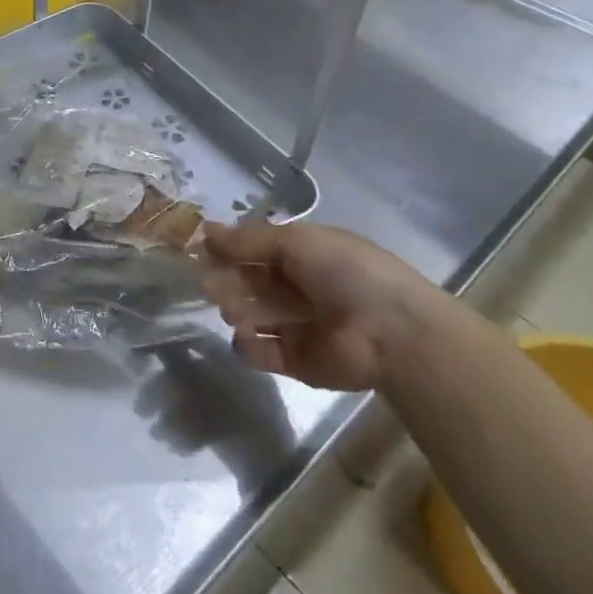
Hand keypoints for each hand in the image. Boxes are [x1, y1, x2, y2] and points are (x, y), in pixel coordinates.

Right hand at [203, 219, 442, 391]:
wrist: (392, 332)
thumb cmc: (345, 273)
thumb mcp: (295, 241)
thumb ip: (247, 240)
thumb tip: (204, 231)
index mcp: (302, 256)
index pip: (253, 250)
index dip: (227, 250)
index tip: (200, 251)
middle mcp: (296, 289)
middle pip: (246, 283)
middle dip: (226, 281)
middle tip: (213, 283)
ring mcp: (295, 326)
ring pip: (248, 315)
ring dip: (235, 309)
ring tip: (237, 311)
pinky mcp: (295, 362)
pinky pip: (259, 352)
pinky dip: (248, 345)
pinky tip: (248, 337)